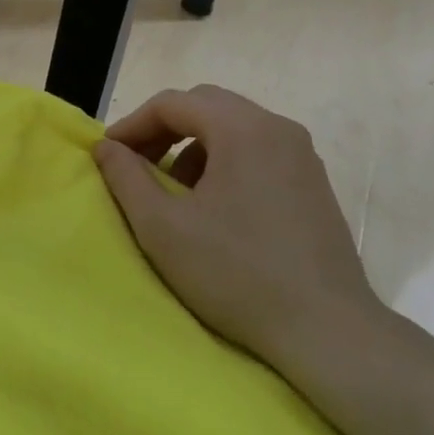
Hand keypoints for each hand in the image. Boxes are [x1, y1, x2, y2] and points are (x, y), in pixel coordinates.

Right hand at [93, 86, 389, 370]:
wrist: (327, 331)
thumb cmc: (236, 273)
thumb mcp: (163, 228)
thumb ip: (126, 178)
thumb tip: (106, 148)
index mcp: (243, 129)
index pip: (173, 103)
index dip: (132, 124)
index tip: (108, 155)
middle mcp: (277, 127)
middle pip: (206, 105)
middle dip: (163, 129)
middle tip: (136, 164)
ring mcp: (302, 154)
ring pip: (233, 127)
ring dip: (193, 146)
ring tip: (173, 190)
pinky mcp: (313, 182)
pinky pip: (257, 150)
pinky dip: (224, 161)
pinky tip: (213, 205)